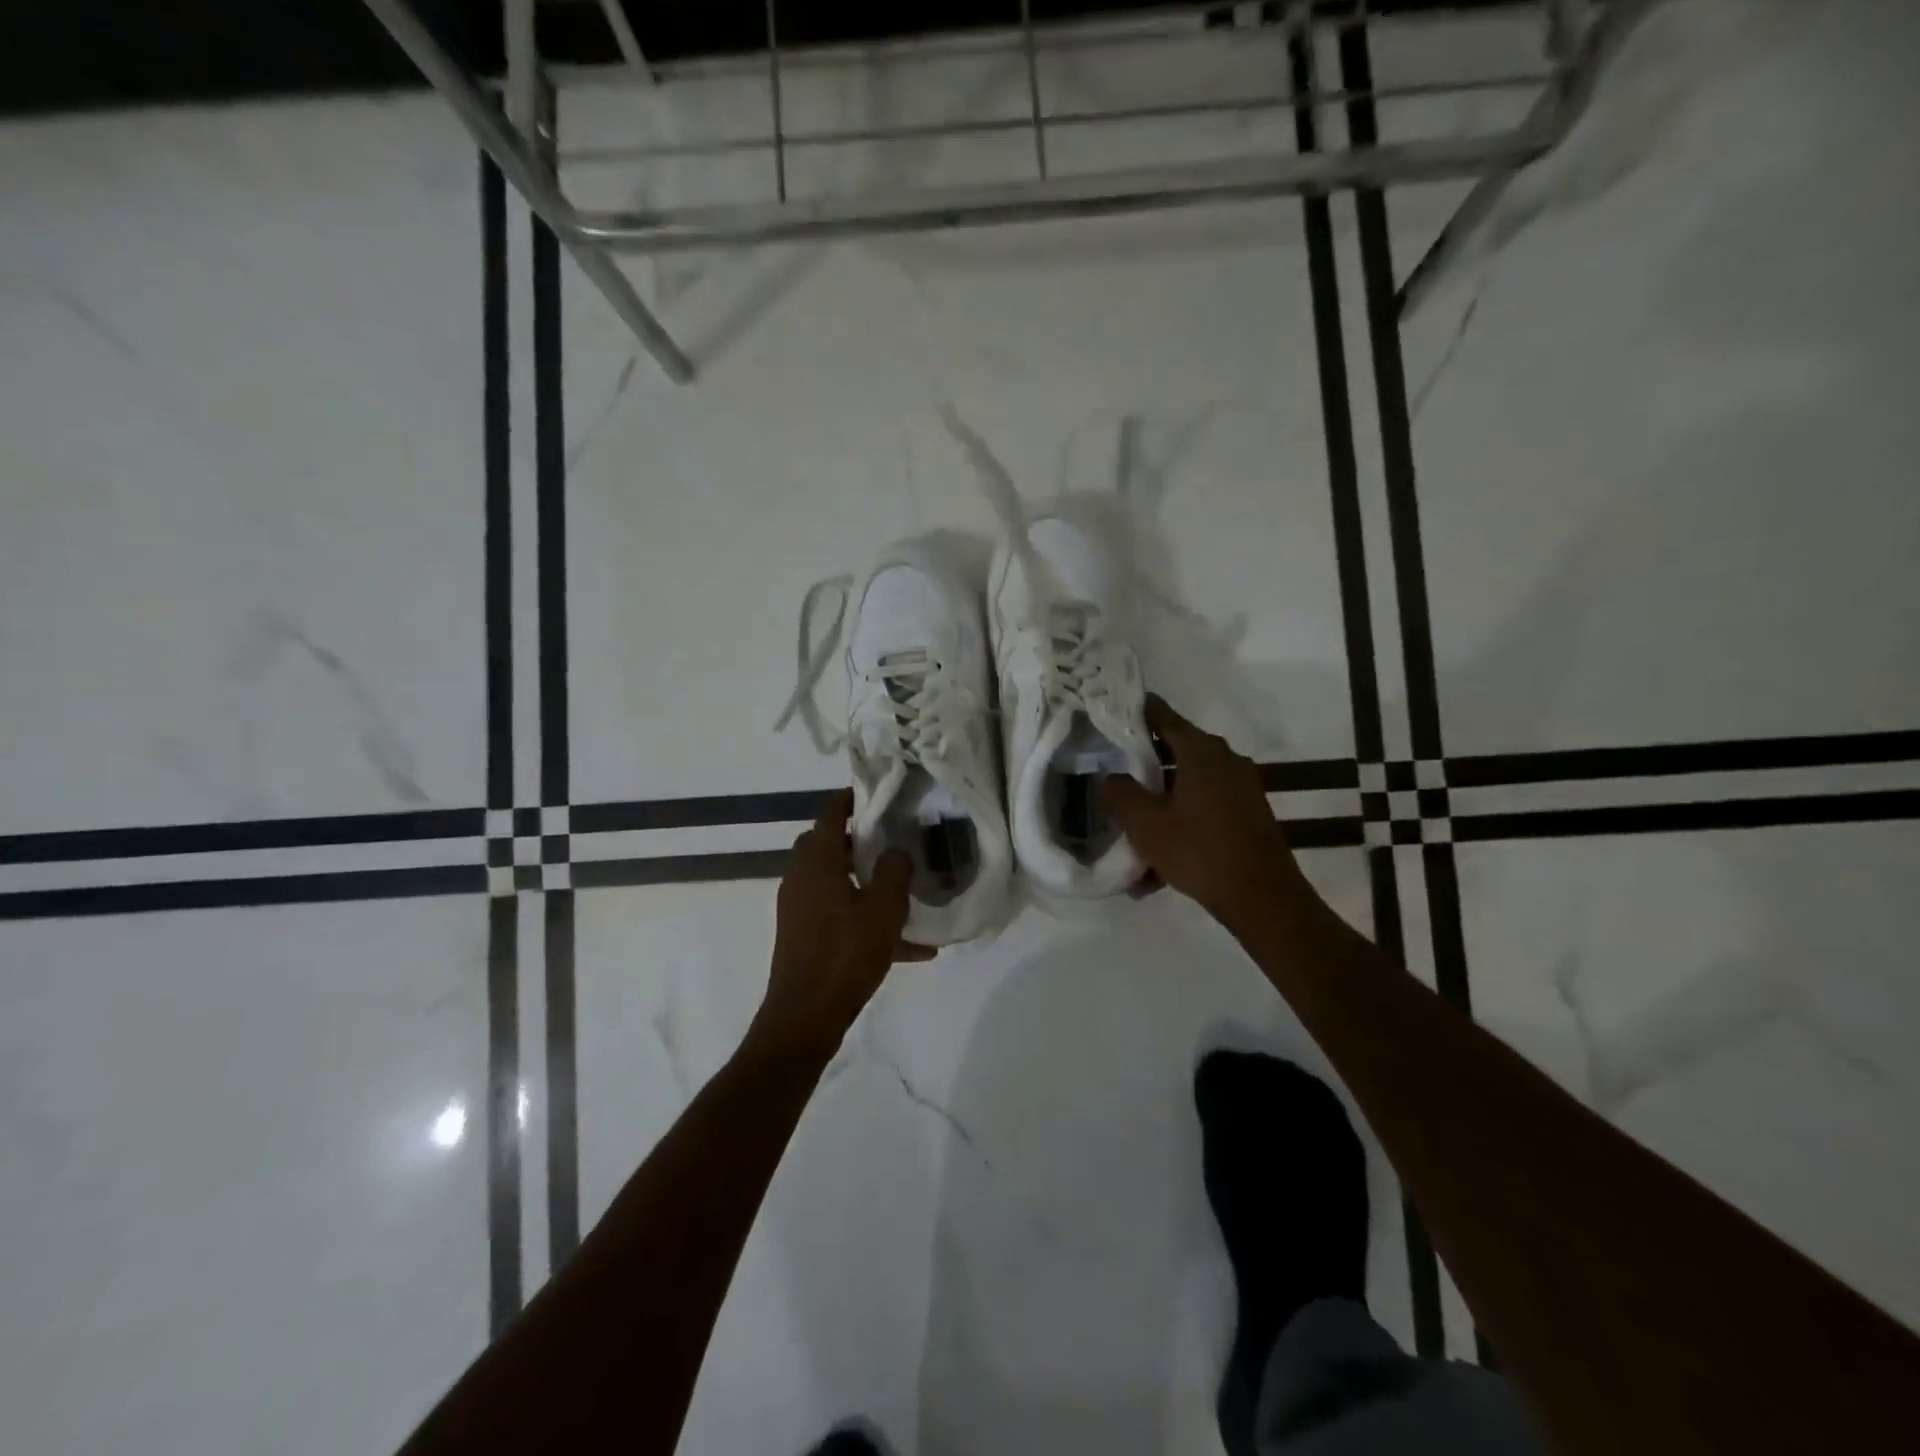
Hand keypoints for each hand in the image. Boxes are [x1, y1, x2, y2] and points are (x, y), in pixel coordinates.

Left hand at [755, 791, 933, 1052]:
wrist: (805, 1017)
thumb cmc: (845, 955)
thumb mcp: (883, 910)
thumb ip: (894, 872)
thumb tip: (896, 852)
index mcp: (816, 862)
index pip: (830, 814)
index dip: (852, 799)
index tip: (878, 794)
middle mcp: (801, 878)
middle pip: (828, 845)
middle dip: (860, 842)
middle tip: (892, 843)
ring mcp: (799, 908)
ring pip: (835, 881)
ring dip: (866, 884)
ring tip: (906, 896)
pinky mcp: (804, 935)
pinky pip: (839, 915)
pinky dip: (865, 919)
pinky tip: (911, 948)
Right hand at [1103, 695, 1300, 923]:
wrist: (1263, 898)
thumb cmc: (1199, 851)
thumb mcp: (1146, 824)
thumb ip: (1121, 794)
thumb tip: (1110, 776)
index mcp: (1201, 751)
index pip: (1162, 716)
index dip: (1135, 711)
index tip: (1111, 710)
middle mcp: (1225, 760)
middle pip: (1174, 752)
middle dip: (1143, 767)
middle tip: (1111, 775)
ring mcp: (1241, 788)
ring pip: (1187, 787)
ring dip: (1160, 807)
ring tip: (1130, 837)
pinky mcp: (1247, 814)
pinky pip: (1203, 811)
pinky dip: (1180, 827)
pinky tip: (1156, 869)